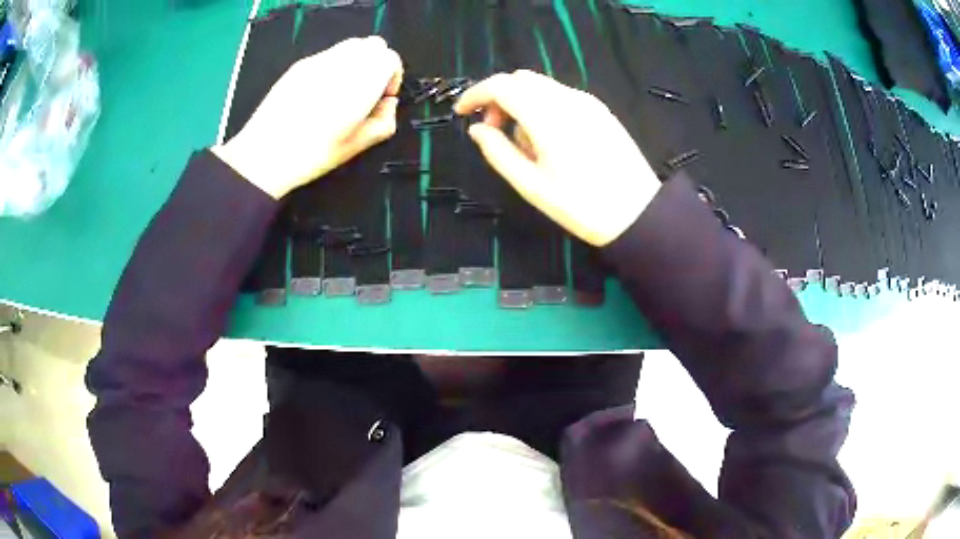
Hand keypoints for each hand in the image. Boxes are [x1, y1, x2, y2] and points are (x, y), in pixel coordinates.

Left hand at [213, 37, 402, 198]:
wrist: (265, 154)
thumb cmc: (311, 153)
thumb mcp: (356, 146)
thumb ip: (384, 121)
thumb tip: (389, 105)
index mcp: (362, 81)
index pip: (390, 58)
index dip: (393, 76)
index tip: (384, 96)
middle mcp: (342, 63)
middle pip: (373, 45)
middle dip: (377, 63)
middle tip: (368, 89)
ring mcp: (319, 61)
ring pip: (350, 45)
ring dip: (357, 61)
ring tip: (345, 88)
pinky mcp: (299, 65)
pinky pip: (327, 55)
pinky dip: (334, 65)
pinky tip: (321, 91)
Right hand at [454, 70, 659, 246]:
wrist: (638, 214)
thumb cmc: (581, 206)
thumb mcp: (531, 185)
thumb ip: (498, 152)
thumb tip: (476, 129)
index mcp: (547, 116)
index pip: (501, 86)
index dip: (475, 94)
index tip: (461, 113)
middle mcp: (567, 99)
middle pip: (520, 79)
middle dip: (497, 97)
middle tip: (493, 130)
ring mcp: (587, 102)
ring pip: (540, 85)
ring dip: (519, 101)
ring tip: (522, 141)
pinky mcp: (600, 109)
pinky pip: (560, 94)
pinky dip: (541, 104)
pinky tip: (547, 136)